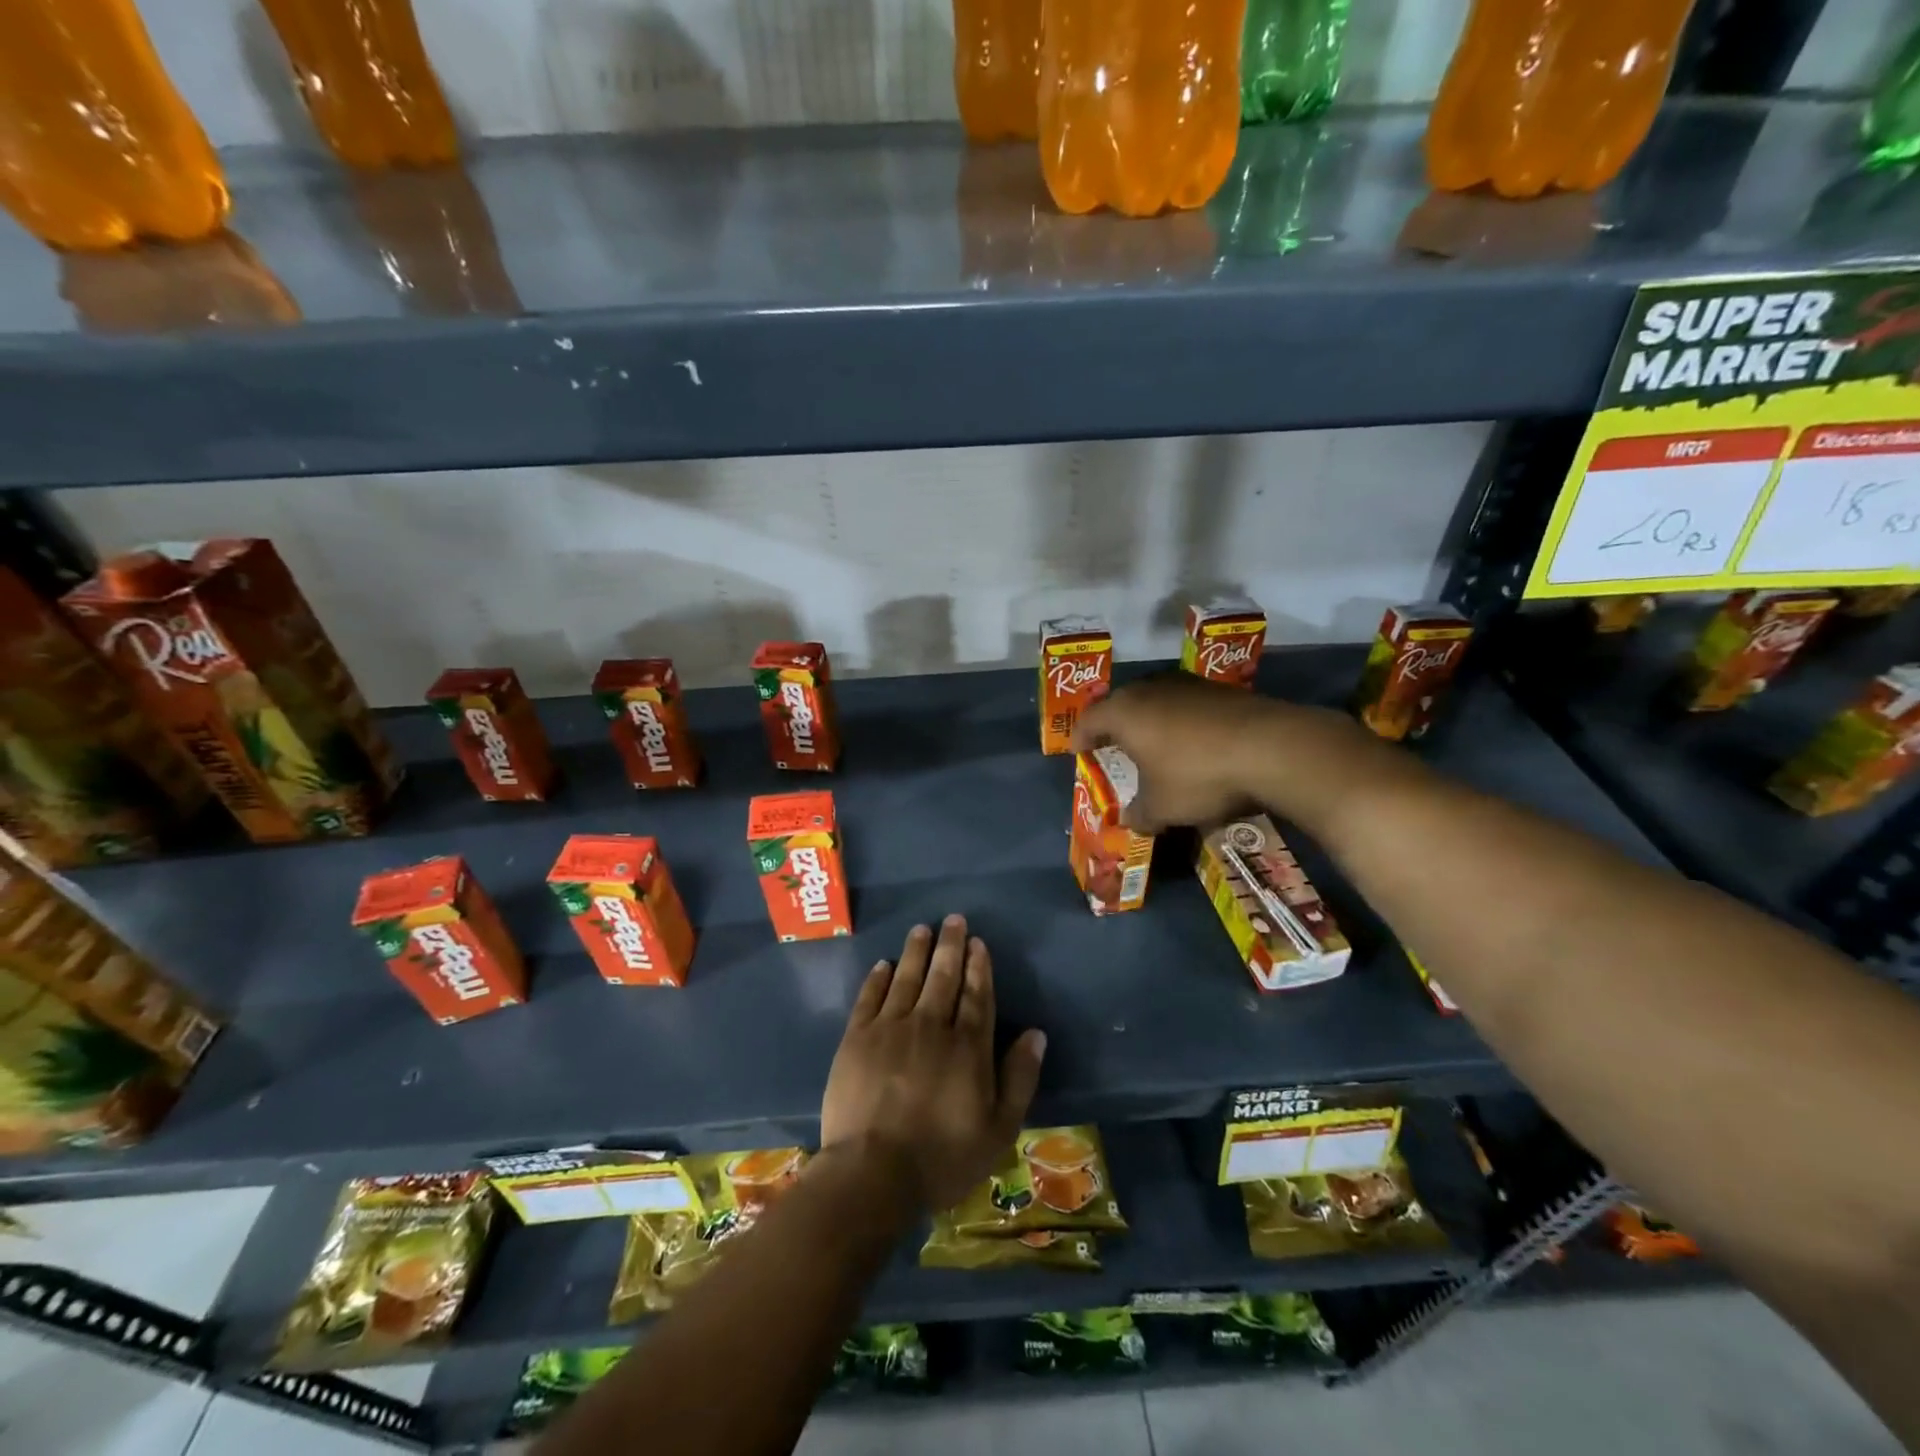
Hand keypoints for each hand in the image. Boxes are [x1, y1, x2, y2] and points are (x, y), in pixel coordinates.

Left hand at [820, 916, 1045, 1212]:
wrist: (873, 1173)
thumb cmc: (943, 1157)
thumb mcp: (999, 1129)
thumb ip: (1019, 1078)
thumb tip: (1036, 1034)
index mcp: (967, 1046)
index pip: (977, 995)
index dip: (979, 966)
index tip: (978, 942)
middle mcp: (931, 1025)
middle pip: (943, 976)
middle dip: (950, 946)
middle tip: (953, 919)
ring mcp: (890, 1028)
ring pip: (907, 977)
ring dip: (916, 951)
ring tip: (922, 929)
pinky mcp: (857, 1038)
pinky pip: (870, 997)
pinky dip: (878, 978)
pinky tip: (884, 964)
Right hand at [1072, 673, 1382, 834]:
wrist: (1271, 748)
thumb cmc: (1198, 776)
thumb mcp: (1162, 807)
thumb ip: (1139, 814)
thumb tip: (1128, 821)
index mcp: (1125, 712)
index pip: (1089, 720)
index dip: (1080, 737)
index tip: (1078, 751)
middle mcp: (1151, 689)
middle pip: (1121, 704)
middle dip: (1114, 726)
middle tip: (1112, 746)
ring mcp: (1188, 685)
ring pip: (1156, 700)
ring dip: (1150, 721)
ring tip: (1152, 744)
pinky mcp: (1221, 690)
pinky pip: (1186, 705)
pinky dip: (1181, 722)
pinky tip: (1193, 743)